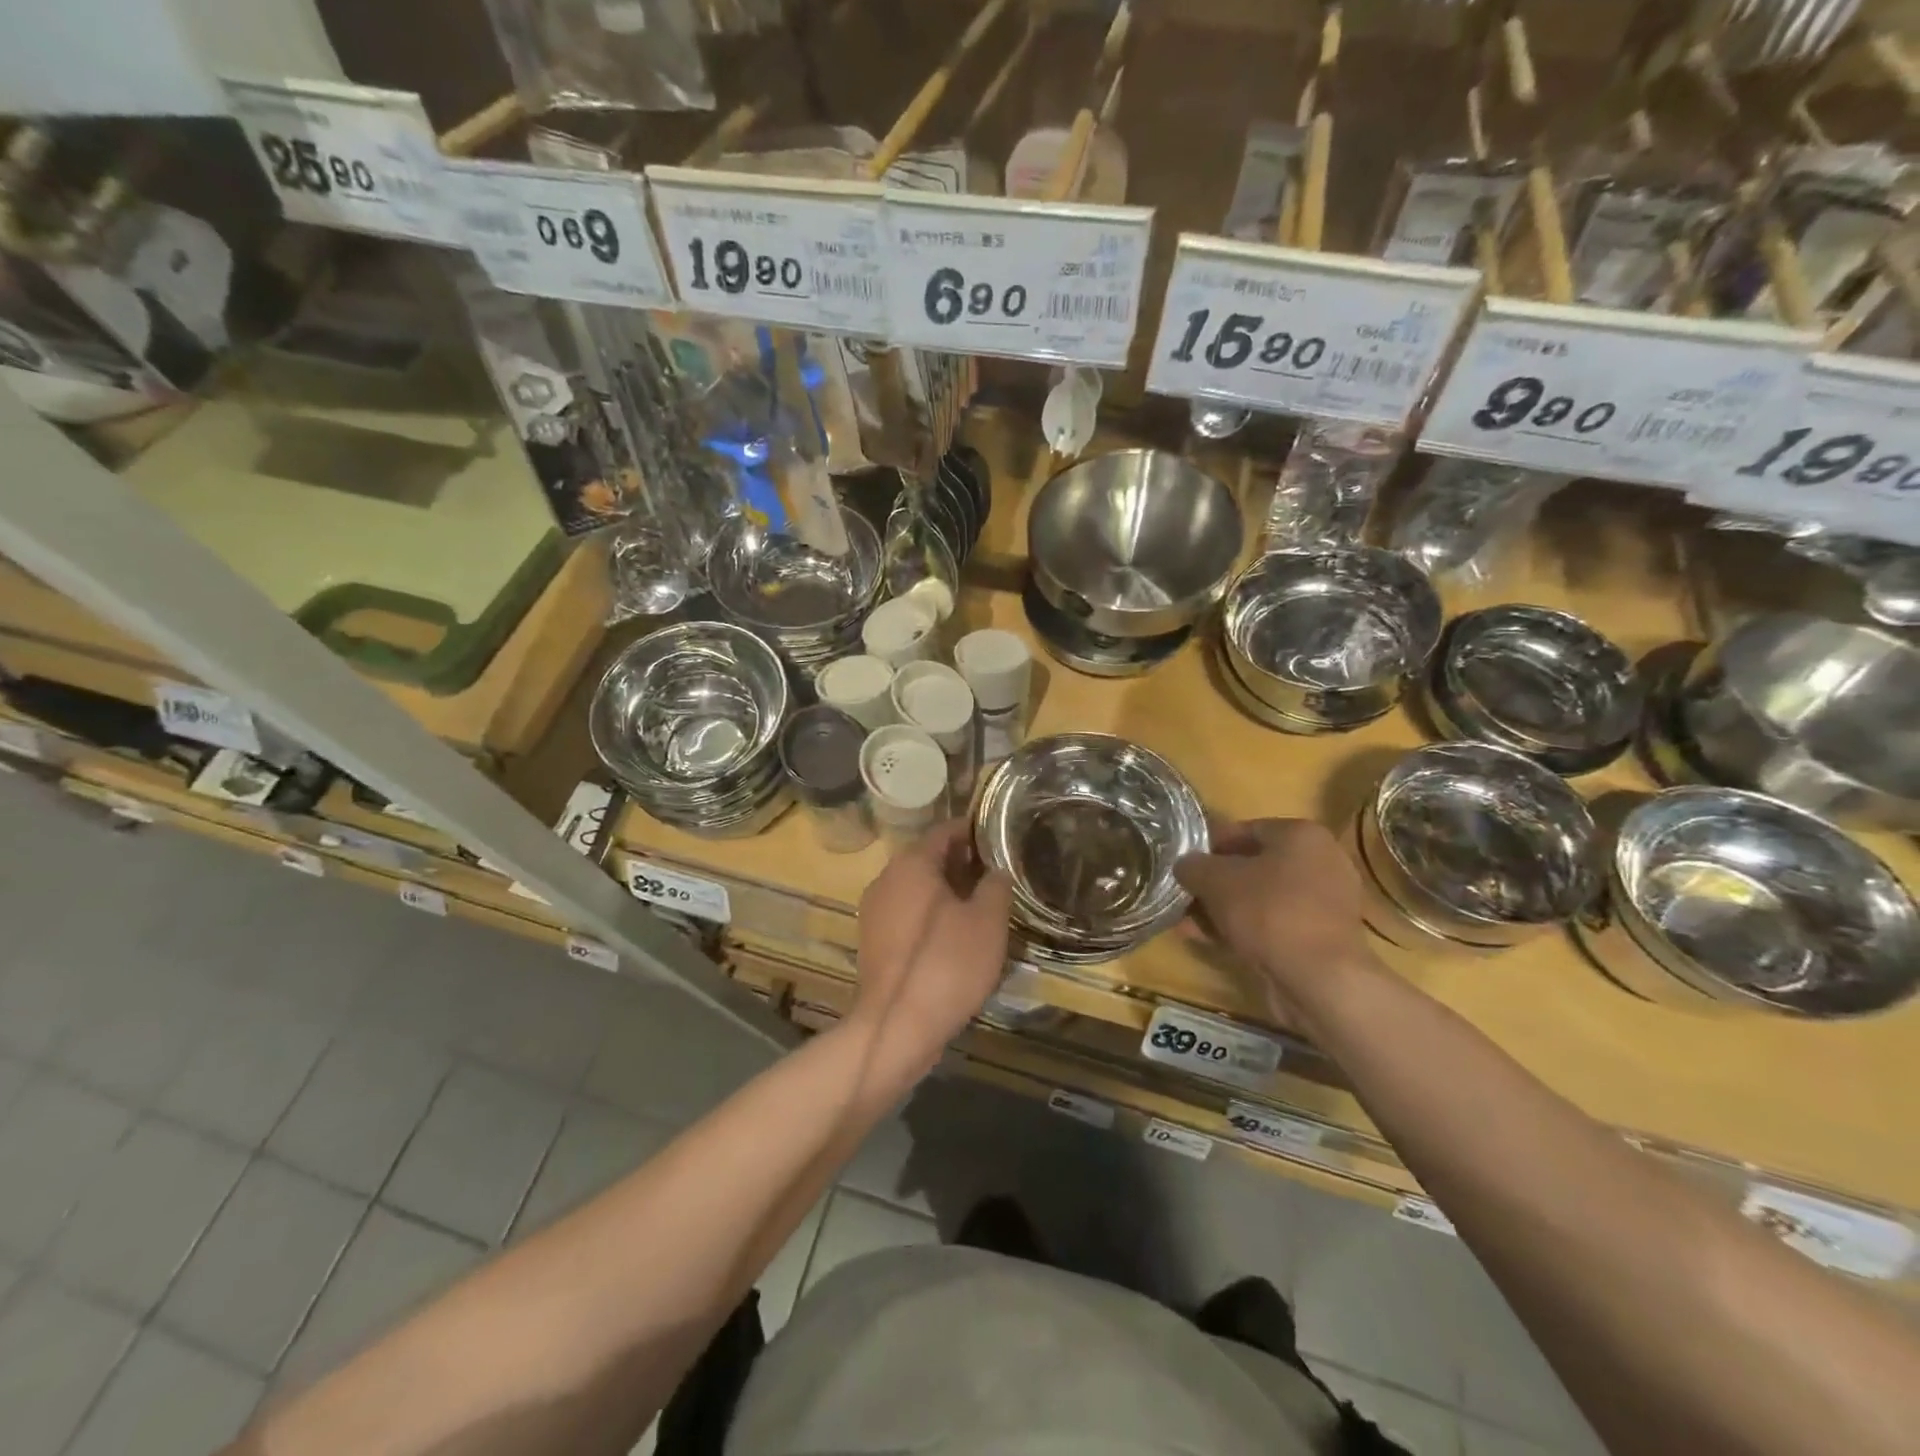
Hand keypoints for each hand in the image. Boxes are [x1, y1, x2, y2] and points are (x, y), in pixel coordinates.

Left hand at [850, 821, 1013, 1083]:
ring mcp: (875, 911)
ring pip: (917, 888)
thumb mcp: (987, 922)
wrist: (897, 1027)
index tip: (1000, 838)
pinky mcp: (874, 941)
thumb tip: (996, 870)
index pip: (944, 831)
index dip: (974, 832)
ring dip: (947, 891)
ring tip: (983, 905)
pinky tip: (956, 935)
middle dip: (962, 863)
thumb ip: (996, 886)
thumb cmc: (947, 964)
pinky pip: (907, 914)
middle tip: (997, 874)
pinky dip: (931, 915)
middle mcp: (886, 879)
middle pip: (928, 858)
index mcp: (911, 864)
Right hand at [1174, 818, 1378, 1028]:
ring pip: (1260, 898)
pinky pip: (1272, 924)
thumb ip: (1193, 866)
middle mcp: (1320, 862)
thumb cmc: (1269, 912)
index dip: (1208, 845)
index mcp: (1302, 835)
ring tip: (1186, 921)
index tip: (1183, 862)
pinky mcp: (1319, 938)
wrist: (1320, 980)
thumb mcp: (1215, 880)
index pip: (1245, 829)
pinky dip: (1242, 929)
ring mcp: (1322, 903)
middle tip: (1183, 893)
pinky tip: (1207, 940)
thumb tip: (1183, 865)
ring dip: (1223, 908)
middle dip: (1214, 881)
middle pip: (1252, 866)